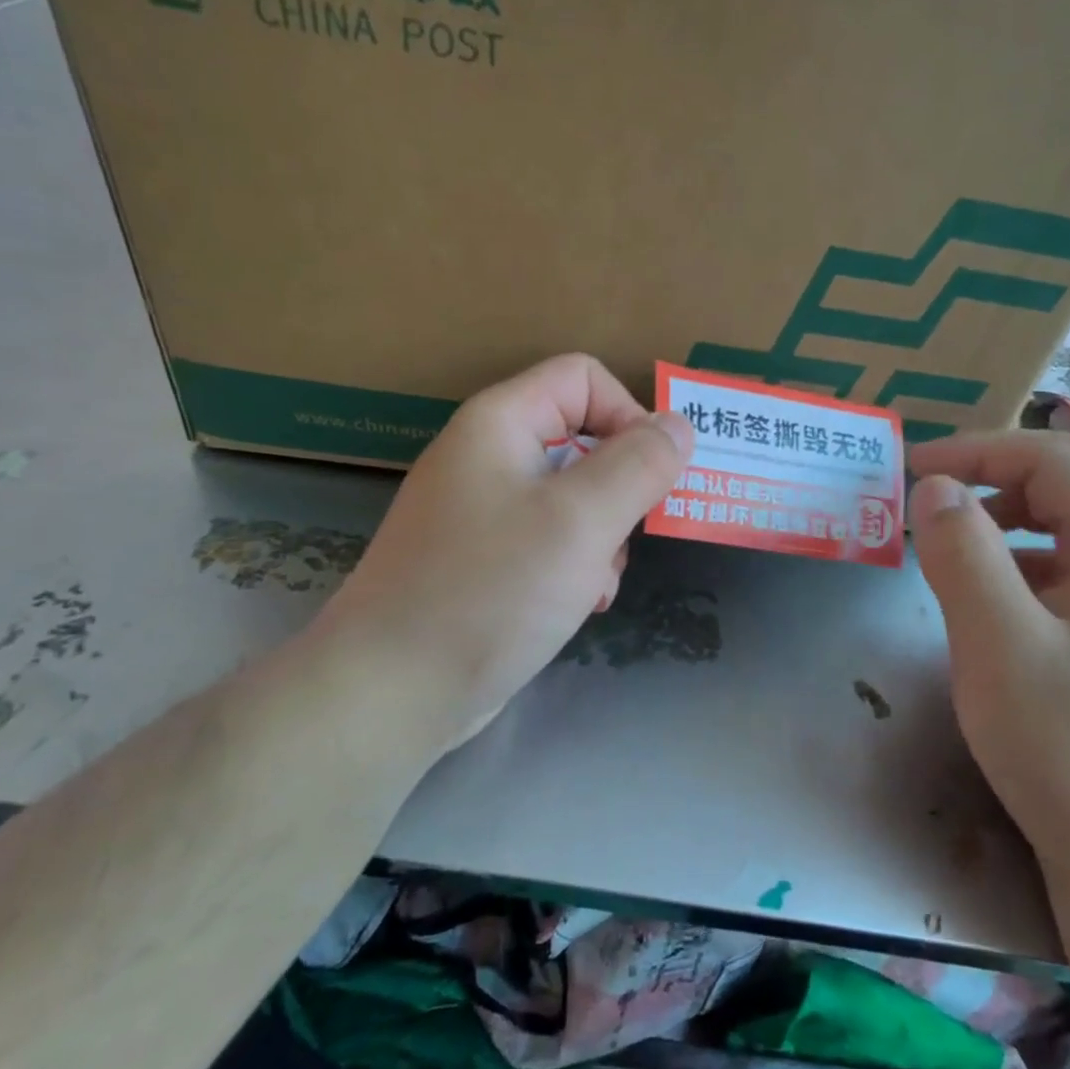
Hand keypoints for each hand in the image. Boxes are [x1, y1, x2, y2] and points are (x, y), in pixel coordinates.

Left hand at [314, 354, 692, 749]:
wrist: (391, 690)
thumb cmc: (490, 591)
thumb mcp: (581, 520)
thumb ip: (639, 465)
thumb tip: (678, 425)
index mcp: (500, 423)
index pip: (583, 378)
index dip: (629, 414)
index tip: (653, 475)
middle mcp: (487, 456)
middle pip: (582, 439)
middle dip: (620, 490)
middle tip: (625, 538)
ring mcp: (481, 511)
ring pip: (573, 497)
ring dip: (603, 537)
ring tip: (597, 583)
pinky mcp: (483, 559)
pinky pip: (549, 540)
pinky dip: (576, 566)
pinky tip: (578, 605)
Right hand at [907, 431, 1069, 869]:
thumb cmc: (1064, 747)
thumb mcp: (997, 646)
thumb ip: (962, 556)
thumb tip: (934, 488)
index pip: (1052, 461)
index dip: (978, 452)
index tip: (912, 470)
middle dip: (1008, 462)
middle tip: (946, 480)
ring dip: (1022, 502)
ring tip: (962, 530)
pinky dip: (1032, 547)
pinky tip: (997, 588)